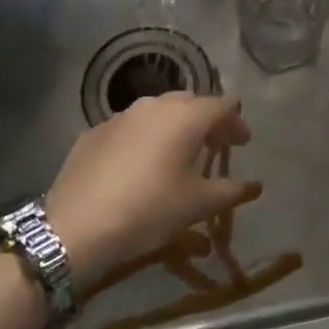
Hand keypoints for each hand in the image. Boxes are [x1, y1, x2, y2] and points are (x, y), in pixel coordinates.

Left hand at [43, 93, 258, 287]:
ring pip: (158, 111)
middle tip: (213, 146)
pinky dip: (144, 138)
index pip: (222, 106)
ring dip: (174, 127)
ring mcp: (121, 115)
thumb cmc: (149, 210)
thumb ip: (229, 191)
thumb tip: (251, 185)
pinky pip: (130, 127)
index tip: (242, 143)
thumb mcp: (197, 206)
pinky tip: (140, 164)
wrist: (76, 226)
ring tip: (177, 153)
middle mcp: (155, 105)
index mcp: (186, 116)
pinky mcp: (94, 131)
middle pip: (190, 102)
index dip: (236, 122)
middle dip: (206, 120)